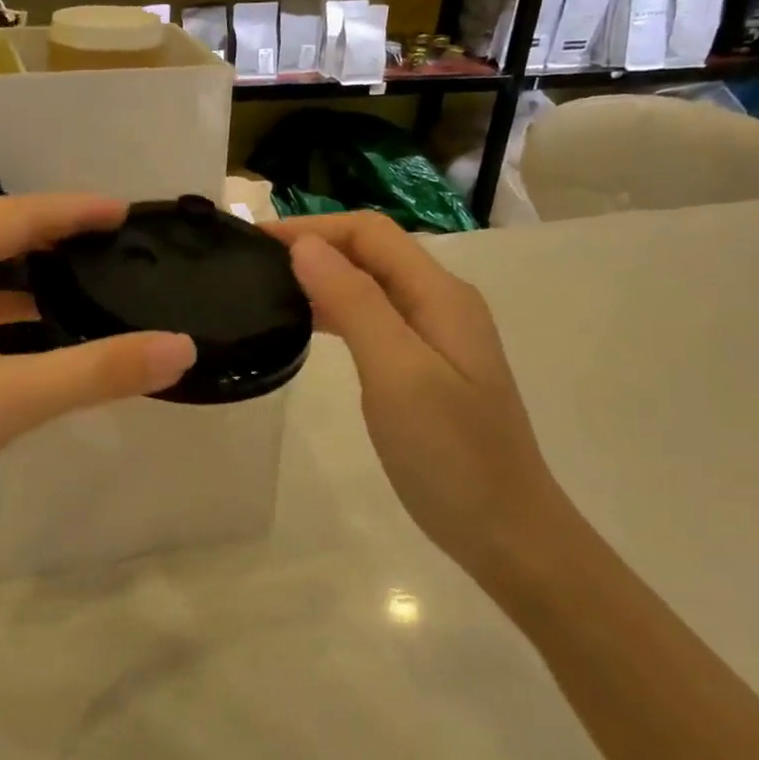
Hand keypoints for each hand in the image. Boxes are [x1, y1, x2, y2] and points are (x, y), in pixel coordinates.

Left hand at [0, 194, 196, 561]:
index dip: (72, 210)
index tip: (121, 211)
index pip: (13, 216)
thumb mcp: (12, 400)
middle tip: (102, 238)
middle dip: (47, 233)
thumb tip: (181, 348)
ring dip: (17, 272)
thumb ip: (99, 370)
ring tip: (70, 276)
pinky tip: (21, 327)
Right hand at [270, 212, 569, 572]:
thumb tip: (306, 247)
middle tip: (252, 264)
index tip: (254, 242)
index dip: (311, 228)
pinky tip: (308, 326)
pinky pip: (375, 319)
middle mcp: (442, 303)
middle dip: (314, 246)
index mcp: (440, 295)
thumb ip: (355, 303)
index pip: (369, 233)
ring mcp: (436, 337)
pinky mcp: (426, 367)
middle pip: (372, 252)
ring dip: (323, 276)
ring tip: (269, 288)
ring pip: (372, 285)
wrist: (506, 531)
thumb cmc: (450, 454)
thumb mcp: (397, 373)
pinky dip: (337, 311)